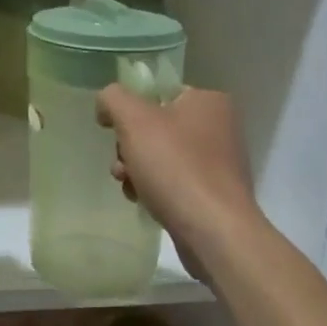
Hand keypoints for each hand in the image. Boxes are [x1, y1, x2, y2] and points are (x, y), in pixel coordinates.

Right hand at [96, 85, 262, 276]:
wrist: (214, 232)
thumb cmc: (175, 166)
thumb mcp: (134, 119)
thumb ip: (113, 98)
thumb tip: (106, 105)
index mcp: (209, 101)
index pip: (158, 93)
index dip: (131, 110)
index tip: (115, 132)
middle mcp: (220, 127)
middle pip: (157, 127)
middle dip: (131, 146)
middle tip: (122, 165)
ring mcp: (219, 163)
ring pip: (162, 156)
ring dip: (137, 169)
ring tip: (129, 186)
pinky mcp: (215, 195)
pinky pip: (175, 182)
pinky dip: (155, 189)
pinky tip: (144, 202)